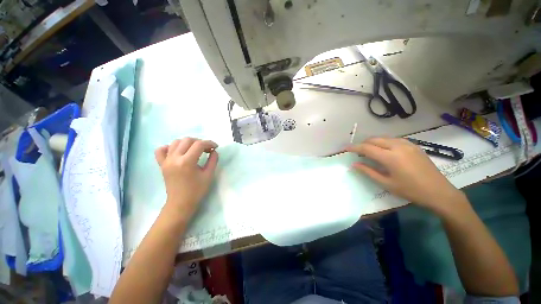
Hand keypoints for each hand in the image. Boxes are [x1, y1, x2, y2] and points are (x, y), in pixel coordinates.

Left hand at [155, 138, 218, 219]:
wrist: (180, 203)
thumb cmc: (197, 190)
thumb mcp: (209, 175)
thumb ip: (213, 160)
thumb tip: (214, 151)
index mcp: (187, 162)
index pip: (199, 144)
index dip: (209, 143)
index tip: (215, 147)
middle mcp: (174, 158)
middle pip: (187, 140)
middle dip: (200, 142)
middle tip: (207, 149)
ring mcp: (166, 161)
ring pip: (176, 142)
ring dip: (188, 143)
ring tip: (195, 149)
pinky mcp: (162, 164)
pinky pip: (161, 150)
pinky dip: (169, 147)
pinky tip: (177, 151)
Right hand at [346, 137, 464, 213]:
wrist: (439, 192)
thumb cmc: (411, 190)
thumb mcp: (386, 183)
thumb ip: (368, 171)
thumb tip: (354, 164)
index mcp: (390, 157)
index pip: (366, 148)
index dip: (354, 148)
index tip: (345, 149)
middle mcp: (398, 146)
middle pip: (374, 140)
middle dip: (363, 144)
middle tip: (357, 152)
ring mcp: (408, 144)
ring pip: (384, 138)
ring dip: (373, 142)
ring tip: (368, 151)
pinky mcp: (414, 145)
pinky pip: (393, 139)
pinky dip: (384, 142)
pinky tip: (384, 150)